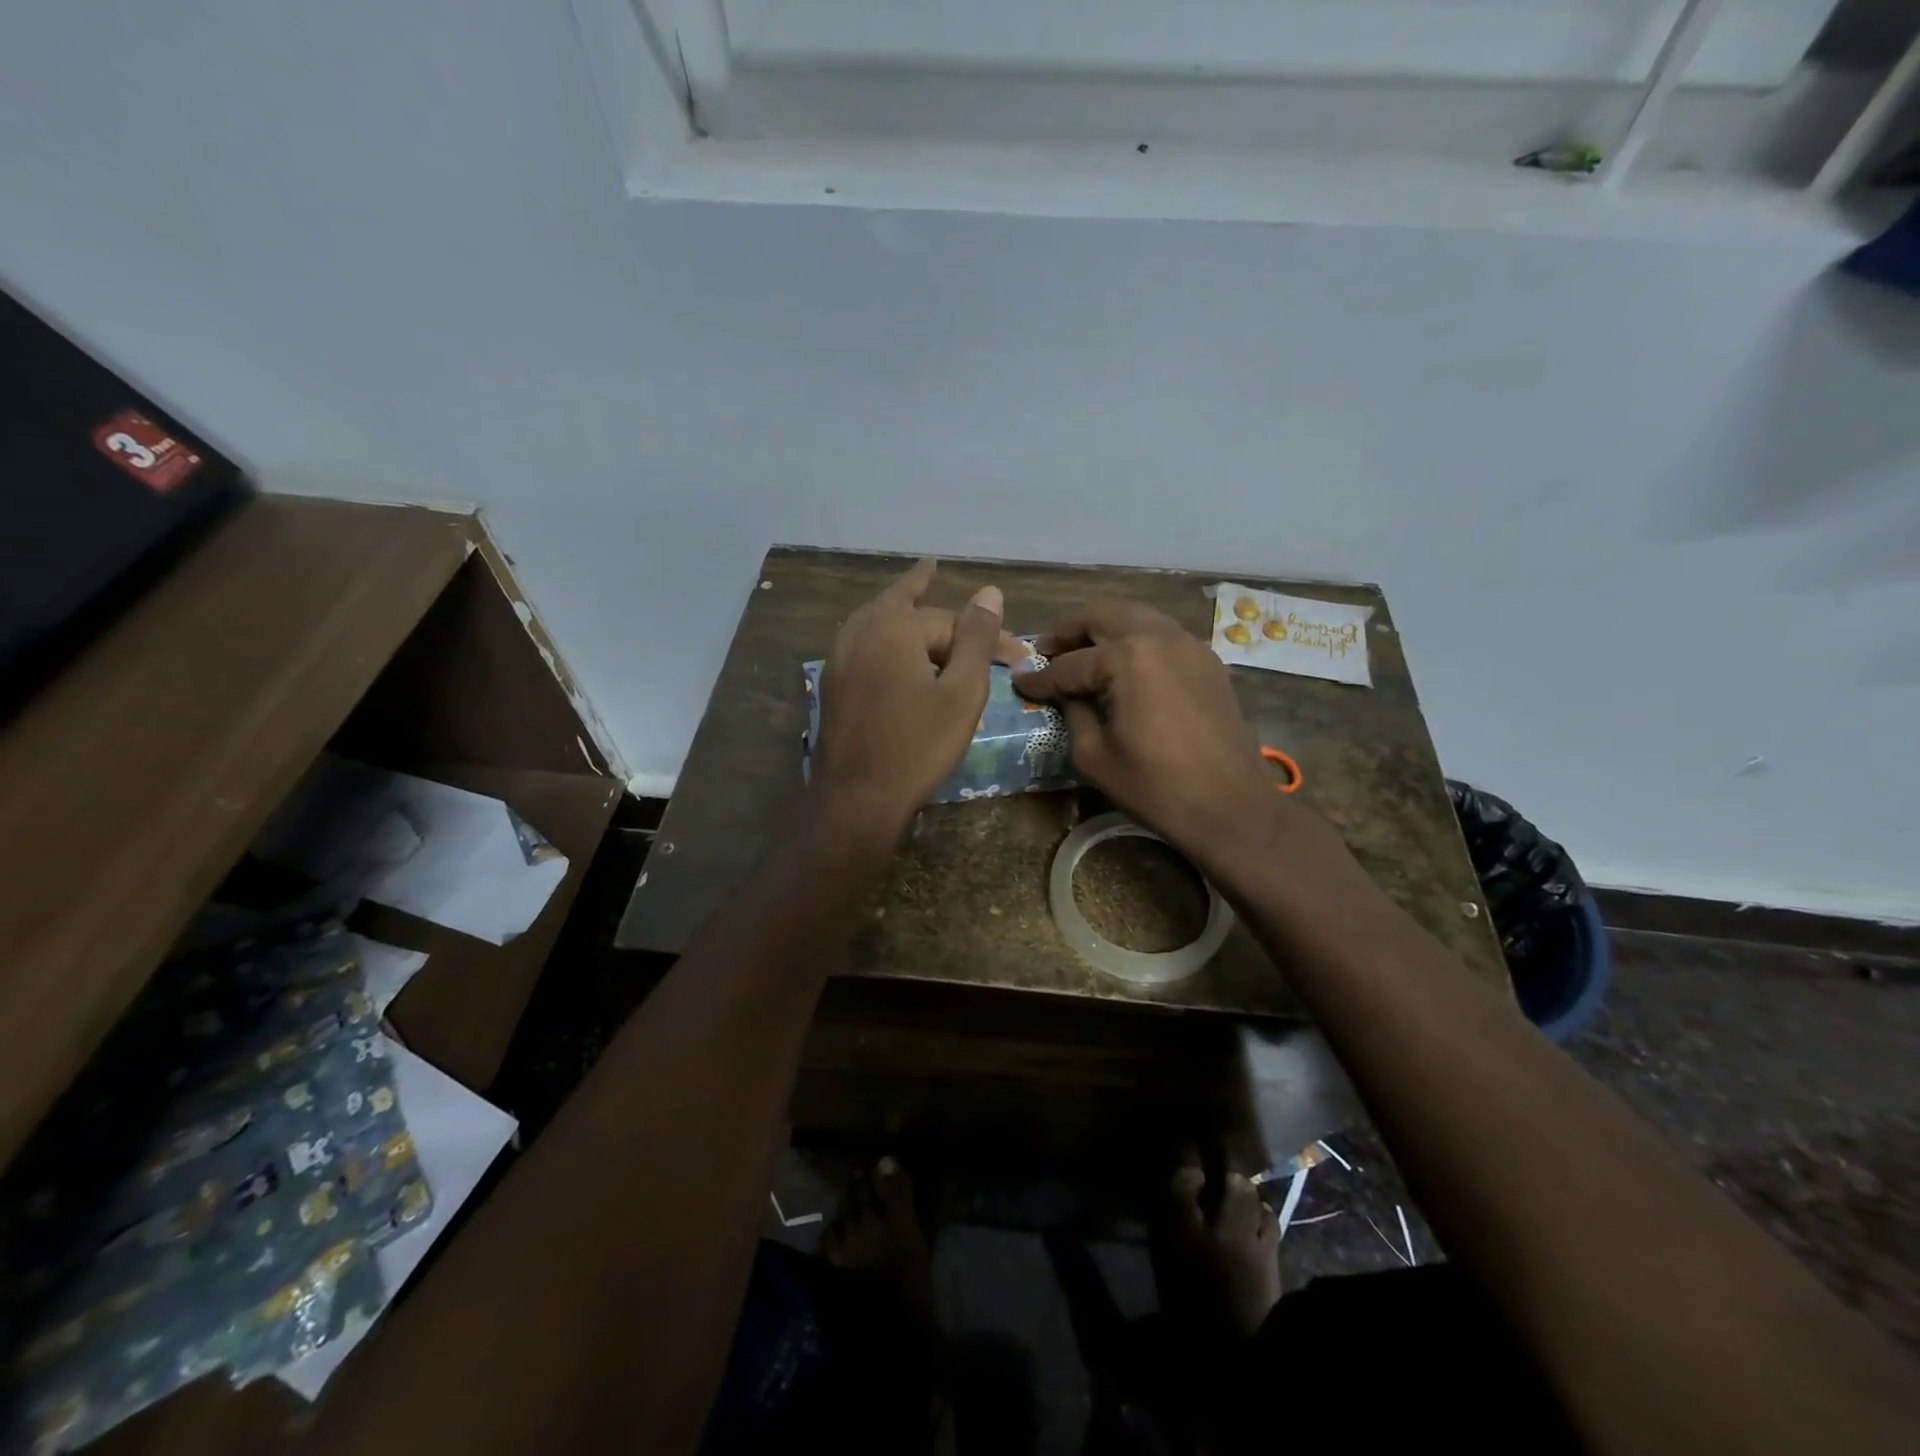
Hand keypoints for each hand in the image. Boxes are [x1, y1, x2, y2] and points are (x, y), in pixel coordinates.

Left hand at [811, 558, 1013, 835]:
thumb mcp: (961, 693)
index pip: (951, 621)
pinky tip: (895, 645)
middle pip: (910, 611)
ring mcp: (839, 657)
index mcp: (893, 626)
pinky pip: (865, 644)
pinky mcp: (833, 683)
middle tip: (968, 613)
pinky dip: (887, 637)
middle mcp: (859, 630)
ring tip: (919, 590)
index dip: (989, 636)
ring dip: (904, 611)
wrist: (857, 799)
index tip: (1019, 657)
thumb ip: (976, 639)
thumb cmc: (917, 746)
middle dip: (945, 618)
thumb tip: (989, 592)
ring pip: (879, 621)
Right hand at [1013, 600, 1281, 861]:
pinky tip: (1121, 665)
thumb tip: (1064, 694)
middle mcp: (1160, 637)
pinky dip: (1135, 639)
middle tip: (1046, 651)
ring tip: (1080, 652)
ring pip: (1136, 616)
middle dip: (1069, 630)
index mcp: (1129, 658)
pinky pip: (1162, 635)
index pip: (1071, 663)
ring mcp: (1190, 645)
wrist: (1231, 807)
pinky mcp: (1208, 661)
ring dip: (1103, 629)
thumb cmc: (1156, 787)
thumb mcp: (1095, 755)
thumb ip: (1073, 713)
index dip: (1041, 678)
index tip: (1020, 682)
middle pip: (1104, 615)